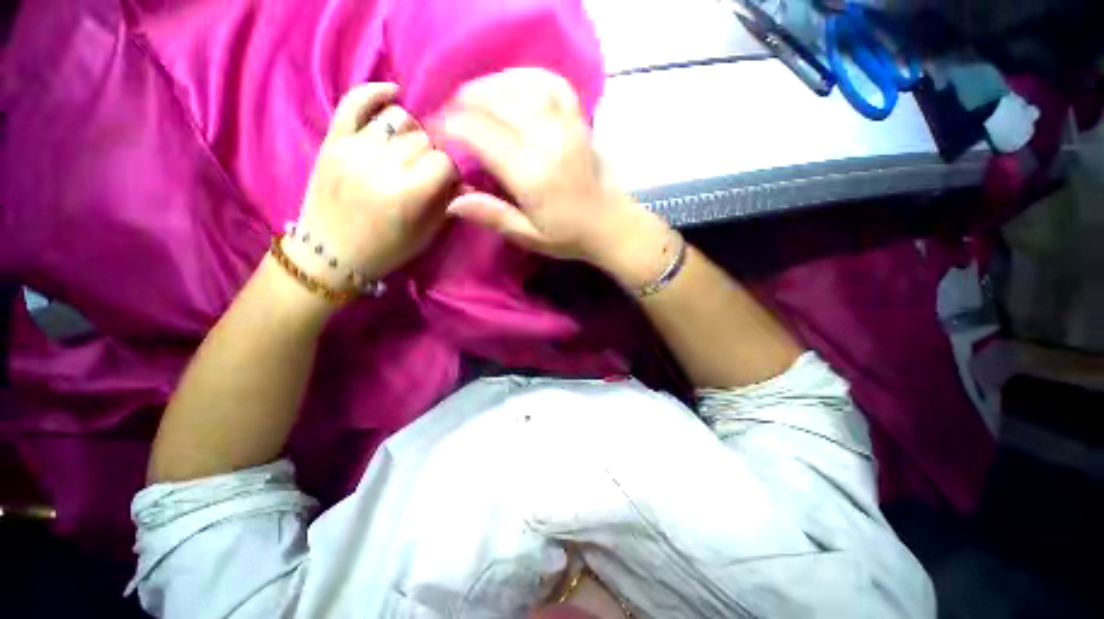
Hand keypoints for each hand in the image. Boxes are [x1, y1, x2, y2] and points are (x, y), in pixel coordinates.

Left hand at [295, 83, 456, 282]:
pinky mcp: (333, 140)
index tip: (447, 184)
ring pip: (398, 118)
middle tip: (427, 172)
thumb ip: (447, 205)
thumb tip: (465, 183)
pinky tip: (392, 94)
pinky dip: (375, 93)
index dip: (451, 172)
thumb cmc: (386, 250)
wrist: (331, 253)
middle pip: (424, 140)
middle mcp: (381, 166)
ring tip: (409, 150)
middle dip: (433, 156)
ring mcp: (353, 149)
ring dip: (411, 134)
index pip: (444, 162)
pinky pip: (354, 102)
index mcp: (406, 195)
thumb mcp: (426, 235)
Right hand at [439, 69, 666, 269]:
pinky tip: (514, 87)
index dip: (450, 126)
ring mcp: (565, 126)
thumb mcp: (529, 236)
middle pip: (494, 101)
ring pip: (519, 86)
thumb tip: (452, 200)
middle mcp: (545, 140)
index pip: (478, 133)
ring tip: (475, 99)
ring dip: (490, 87)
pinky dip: (527, 78)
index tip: (438, 133)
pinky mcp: (578, 121)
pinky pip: (552, 84)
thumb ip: (492, 215)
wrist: (611, 225)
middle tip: (451, 116)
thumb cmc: (568, 236)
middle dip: (463, 102)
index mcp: (529, 174)